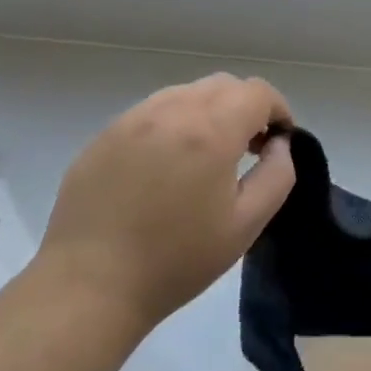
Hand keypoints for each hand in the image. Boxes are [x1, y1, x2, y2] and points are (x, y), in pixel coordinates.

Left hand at [35, 74, 294, 331]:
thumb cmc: (177, 260)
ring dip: (208, 112)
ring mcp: (132, 119)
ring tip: (206, 156)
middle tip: (249, 148)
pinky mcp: (105, 135)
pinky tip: (166, 166)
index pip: (256, 92)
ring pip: (185, 93)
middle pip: (222, 85)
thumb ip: (277, 175)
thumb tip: (278, 145)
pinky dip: (173, 124)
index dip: (278, 109)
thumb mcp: (246, 224)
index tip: (279, 140)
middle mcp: (171, 111)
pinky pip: (152, 112)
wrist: (91, 285)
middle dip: (245, 107)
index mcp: (210, 131)